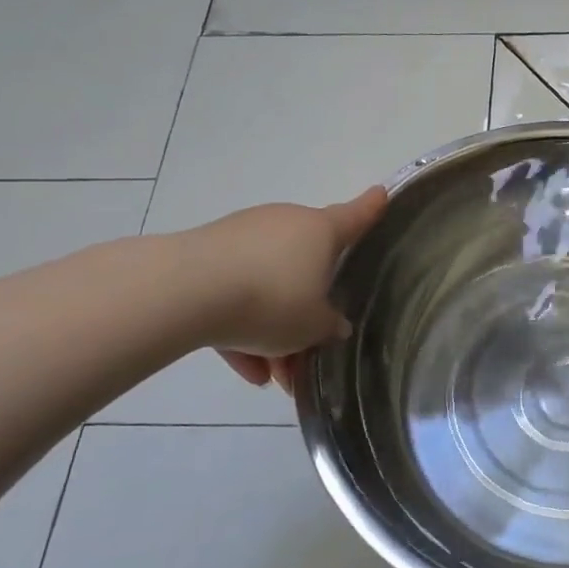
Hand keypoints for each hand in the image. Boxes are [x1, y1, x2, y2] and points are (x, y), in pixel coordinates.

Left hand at [175, 187, 387, 392]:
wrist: (187, 291)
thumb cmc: (272, 300)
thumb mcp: (313, 326)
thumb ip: (329, 325)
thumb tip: (333, 324)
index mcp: (320, 231)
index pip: (355, 216)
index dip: (372, 208)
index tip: (381, 192)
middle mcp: (285, 224)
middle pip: (306, 266)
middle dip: (306, 309)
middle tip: (306, 350)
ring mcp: (243, 236)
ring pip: (267, 285)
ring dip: (271, 329)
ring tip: (269, 375)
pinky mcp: (206, 255)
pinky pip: (235, 294)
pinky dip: (241, 328)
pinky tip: (245, 370)